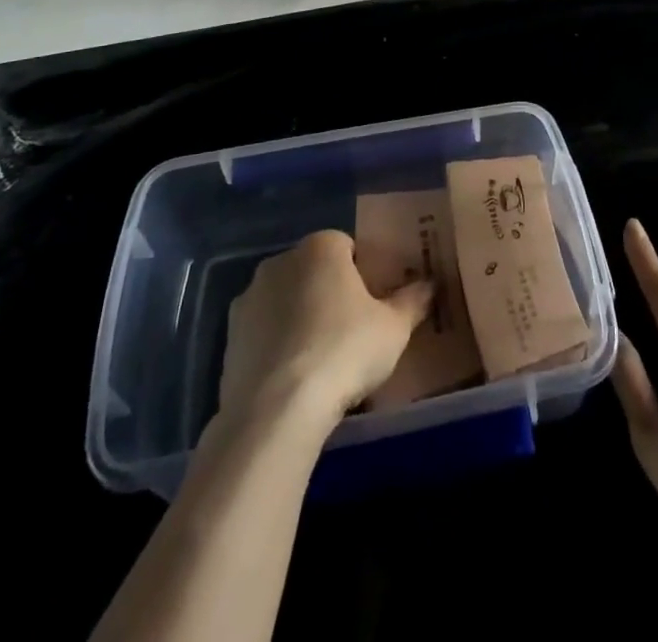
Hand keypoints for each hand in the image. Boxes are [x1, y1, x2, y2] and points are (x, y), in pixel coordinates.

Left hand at [219, 230, 433, 424]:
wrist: (275, 411)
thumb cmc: (344, 351)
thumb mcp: (394, 328)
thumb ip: (413, 300)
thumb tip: (429, 284)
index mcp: (320, 247)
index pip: (347, 246)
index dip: (363, 273)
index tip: (374, 305)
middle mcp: (280, 262)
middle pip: (314, 271)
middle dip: (330, 293)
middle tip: (352, 332)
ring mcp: (249, 299)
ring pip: (286, 301)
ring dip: (300, 319)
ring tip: (322, 362)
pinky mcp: (228, 338)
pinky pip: (263, 333)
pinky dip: (277, 347)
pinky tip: (293, 380)